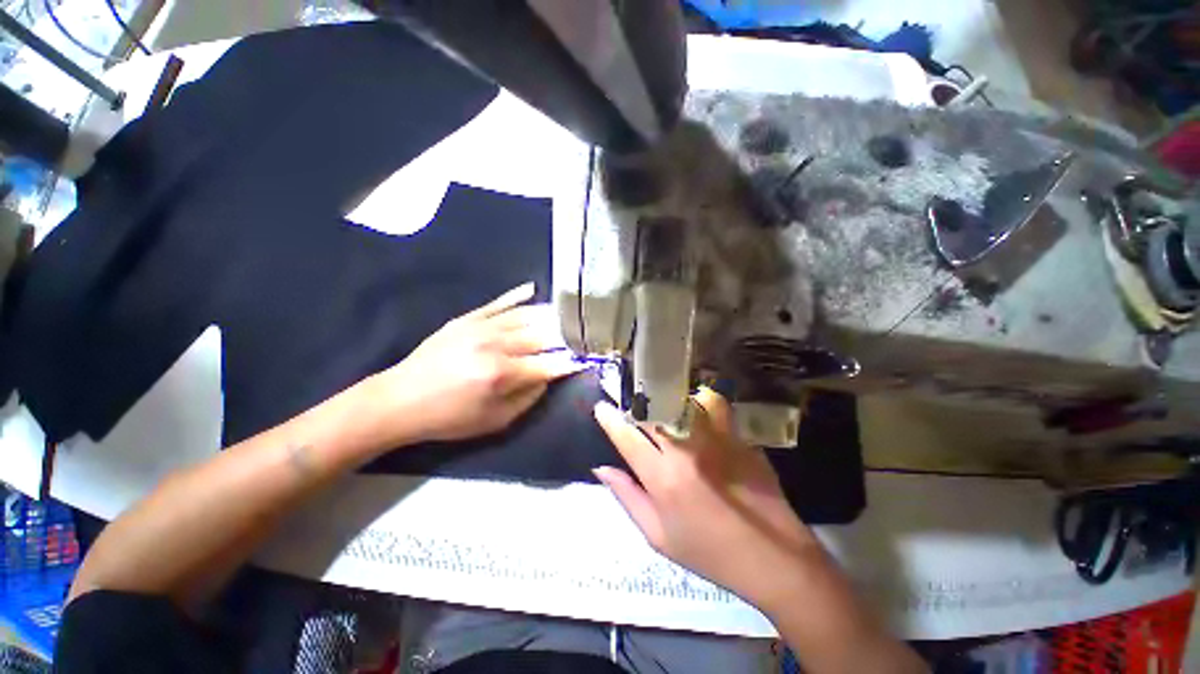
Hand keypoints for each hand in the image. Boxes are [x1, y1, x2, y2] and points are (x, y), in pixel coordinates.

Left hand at [371, 283, 583, 443]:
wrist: (399, 400)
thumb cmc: (450, 418)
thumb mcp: (495, 421)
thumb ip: (529, 398)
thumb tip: (549, 376)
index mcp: (503, 374)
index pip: (550, 364)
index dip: (571, 362)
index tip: (587, 358)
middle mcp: (496, 345)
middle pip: (543, 335)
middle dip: (567, 336)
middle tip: (582, 334)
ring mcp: (481, 327)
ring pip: (526, 315)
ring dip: (550, 315)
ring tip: (567, 314)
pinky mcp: (467, 318)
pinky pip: (498, 302)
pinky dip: (517, 296)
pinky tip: (533, 289)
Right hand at [592, 387, 819, 607]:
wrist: (772, 557)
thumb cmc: (709, 553)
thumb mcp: (658, 537)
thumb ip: (627, 497)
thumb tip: (602, 468)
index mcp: (663, 478)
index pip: (627, 437)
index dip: (610, 419)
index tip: (601, 407)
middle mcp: (687, 450)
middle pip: (653, 412)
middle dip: (637, 406)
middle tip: (632, 408)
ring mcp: (716, 439)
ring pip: (683, 401)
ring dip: (668, 400)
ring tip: (663, 404)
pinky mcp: (738, 436)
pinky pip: (714, 406)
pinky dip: (700, 402)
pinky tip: (697, 409)